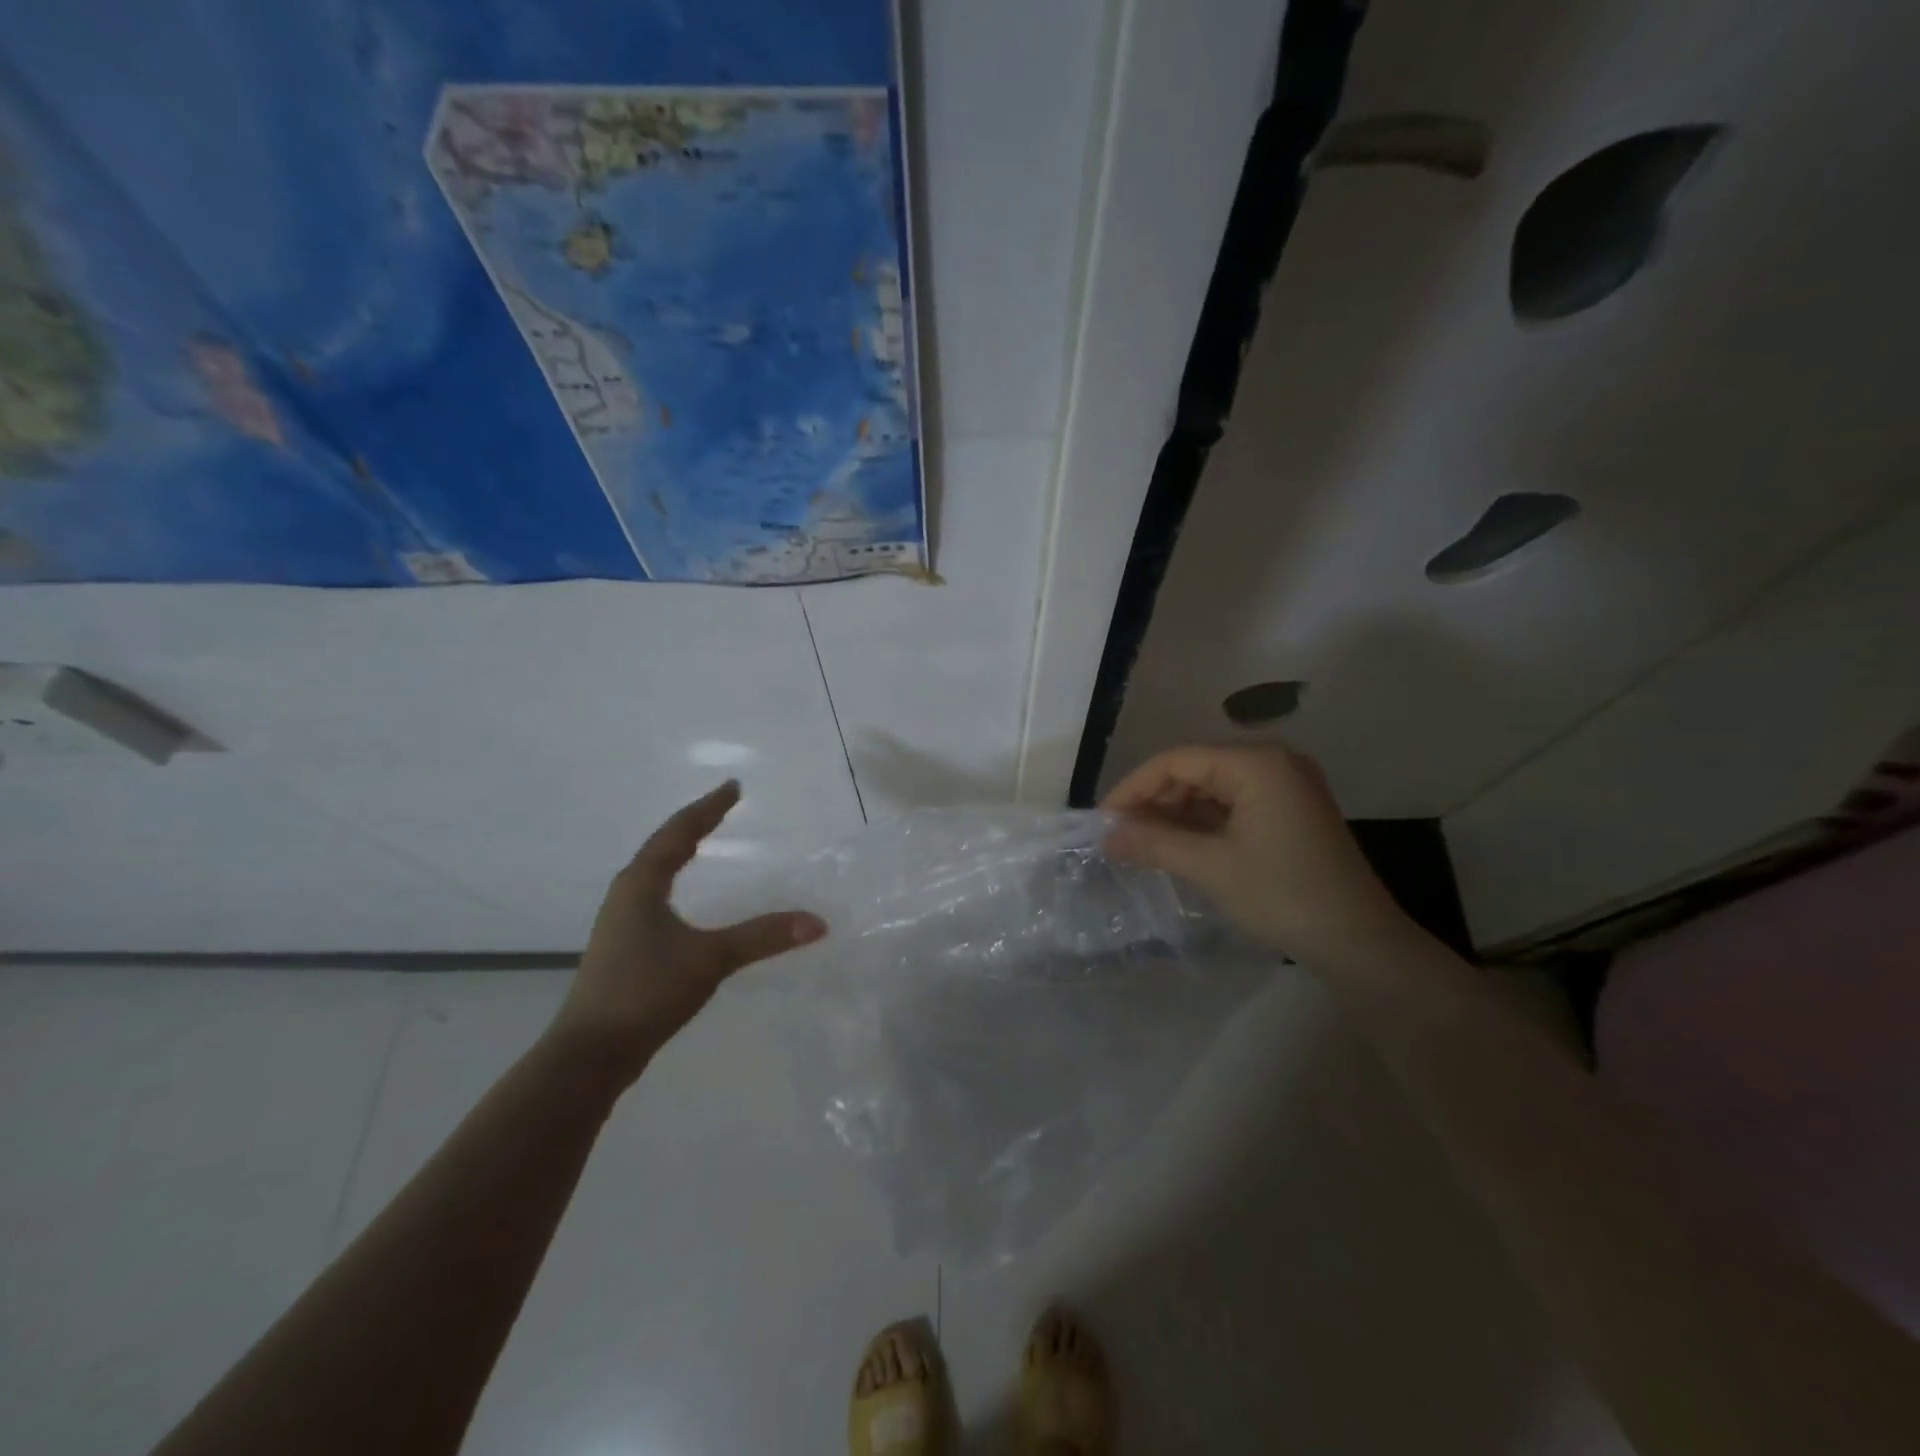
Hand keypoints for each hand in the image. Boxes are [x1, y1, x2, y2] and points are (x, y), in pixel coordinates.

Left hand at [549, 780, 825, 1083]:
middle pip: (663, 847)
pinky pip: (654, 897)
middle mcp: (627, 894)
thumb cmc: (646, 991)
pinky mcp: (624, 947)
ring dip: (680, 853)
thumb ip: (763, 937)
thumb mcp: (710, 958)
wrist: (590, 1054)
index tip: (733, 787)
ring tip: (703, 844)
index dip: (708, 808)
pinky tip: (685, 900)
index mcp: (641, 883)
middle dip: (694, 825)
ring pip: (654, 873)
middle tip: (723, 808)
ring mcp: (621, 922)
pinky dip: (675, 882)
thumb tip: (817, 922)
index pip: (679, 832)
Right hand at [1101, 744, 1409, 964]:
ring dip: (1174, 815)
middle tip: (1120, 836)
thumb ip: (1154, 843)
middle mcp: (1272, 763)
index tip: (1103, 820)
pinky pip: (1231, 806)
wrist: (1361, 944)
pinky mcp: (1287, 812)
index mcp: (1257, 763)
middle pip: (1194, 770)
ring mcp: (1283, 787)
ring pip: (1211, 789)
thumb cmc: (1285, 896)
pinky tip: (1176, 846)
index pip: (1177, 760)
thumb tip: (1105, 835)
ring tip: (1141, 844)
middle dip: (1154, 802)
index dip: (1134, 787)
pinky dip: (1200, 825)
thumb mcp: (1212, 867)